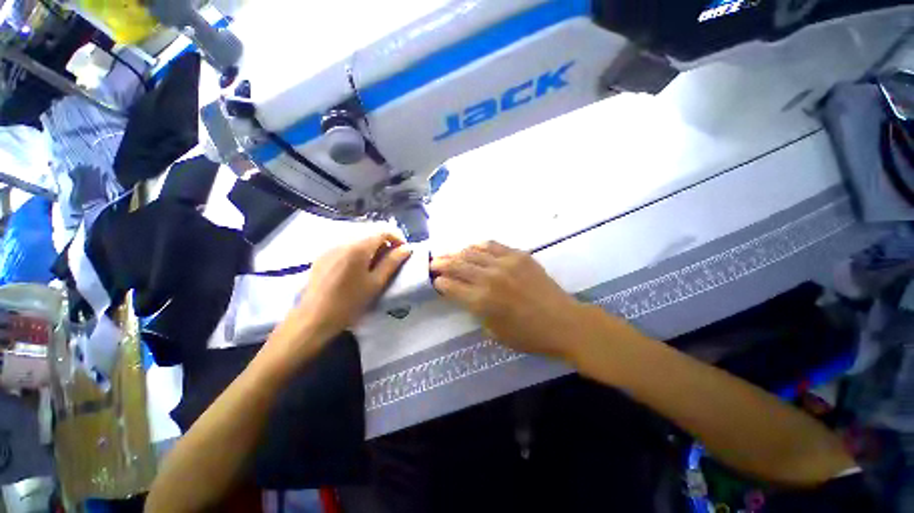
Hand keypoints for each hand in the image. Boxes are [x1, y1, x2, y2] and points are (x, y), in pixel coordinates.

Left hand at [267, 233, 411, 363]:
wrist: (313, 318)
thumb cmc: (349, 302)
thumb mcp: (376, 283)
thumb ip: (392, 262)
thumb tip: (407, 248)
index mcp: (358, 246)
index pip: (383, 229)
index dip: (398, 237)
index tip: (403, 252)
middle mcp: (343, 240)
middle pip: (370, 231)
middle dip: (385, 242)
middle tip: (392, 260)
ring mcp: (331, 246)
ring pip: (358, 237)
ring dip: (372, 246)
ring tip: (376, 265)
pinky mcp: (323, 254)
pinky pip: (346, 244)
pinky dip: (358, 250)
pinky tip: (358, 268)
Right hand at [430, 241, 593, 359]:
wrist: (564, 322)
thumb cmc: (528, 335)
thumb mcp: (495, 332)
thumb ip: (477, 312)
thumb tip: (467, 296)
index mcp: (482, 301)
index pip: (452, 287)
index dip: (440, 282)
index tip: (436, 280)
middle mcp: (489, 278)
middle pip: (458, 265)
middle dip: (442, 263)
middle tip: (434, 263)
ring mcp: (505, 263)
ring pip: (473, 252)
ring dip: (457, 252)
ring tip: (449, 254)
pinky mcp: (518, 255)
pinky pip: (493, 245)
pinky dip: (478, 245)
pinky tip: (472, 247)